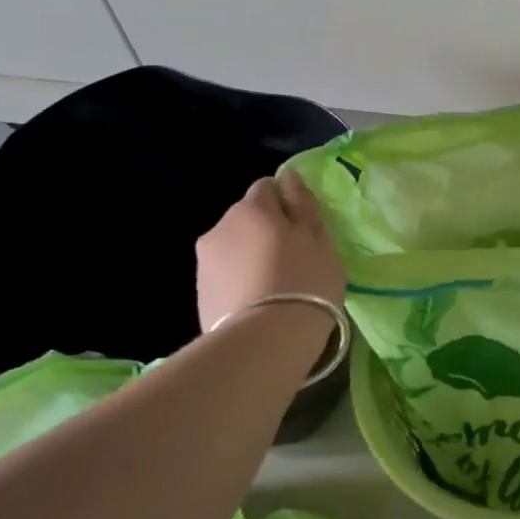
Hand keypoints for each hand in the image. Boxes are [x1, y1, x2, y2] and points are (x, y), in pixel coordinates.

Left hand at [195, 173, 345, 332]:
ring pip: (234, 247)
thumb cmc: (304, 281)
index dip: (287, 203)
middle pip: (248, 218)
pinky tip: (259, 303)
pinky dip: (241, 281)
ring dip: (252, 257)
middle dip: (267, 231)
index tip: (304, 228)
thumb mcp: (319, 240)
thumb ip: (303, 206)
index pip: (267, 187)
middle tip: (294, 260)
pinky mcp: (200, 293)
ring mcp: (205, 261)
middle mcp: (221, 226)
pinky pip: (226, 275)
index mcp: (252, 208)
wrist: (265, 340)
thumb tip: (290, 178)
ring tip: (276, 287)